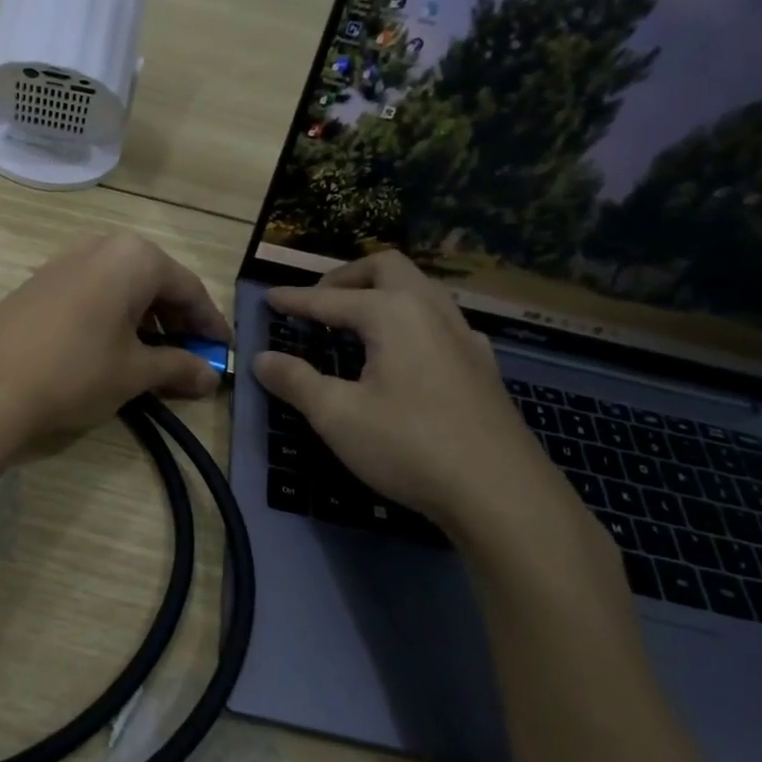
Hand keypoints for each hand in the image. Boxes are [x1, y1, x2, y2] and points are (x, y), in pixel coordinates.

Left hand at [0, 234, 231, 447]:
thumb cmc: (75, 371)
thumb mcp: (134, 372)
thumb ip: (178, 367)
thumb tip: (210, 377)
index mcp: (133, 257)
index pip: (188, 288)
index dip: (209, 323)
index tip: (222, 352)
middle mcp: (99, 247)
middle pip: (154, 281)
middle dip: (176, 320)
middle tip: (190, 356)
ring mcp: (63, 262)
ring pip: (120, 287)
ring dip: (143, 319)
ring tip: (152, 357)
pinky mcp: (37, 283)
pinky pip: (90, 294)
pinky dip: (111, 318)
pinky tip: (109, 349)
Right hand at [251, 251, 555, 533]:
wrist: (501, 493)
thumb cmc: (409, 446)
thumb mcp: (337, 416)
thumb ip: (296, 381)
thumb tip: (261, 358)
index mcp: (393, 313)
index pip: (331, 298)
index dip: (295, 299)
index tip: (269, 298)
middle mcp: (432, 311)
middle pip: (386, 268)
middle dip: (346, 276)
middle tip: (318, 301)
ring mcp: (464, 336)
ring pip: (420, 289)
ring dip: (382, 293)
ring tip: (355, 321)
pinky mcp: (482, 365)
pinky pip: (439, 320)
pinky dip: (409, 319)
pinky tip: (403, 354)